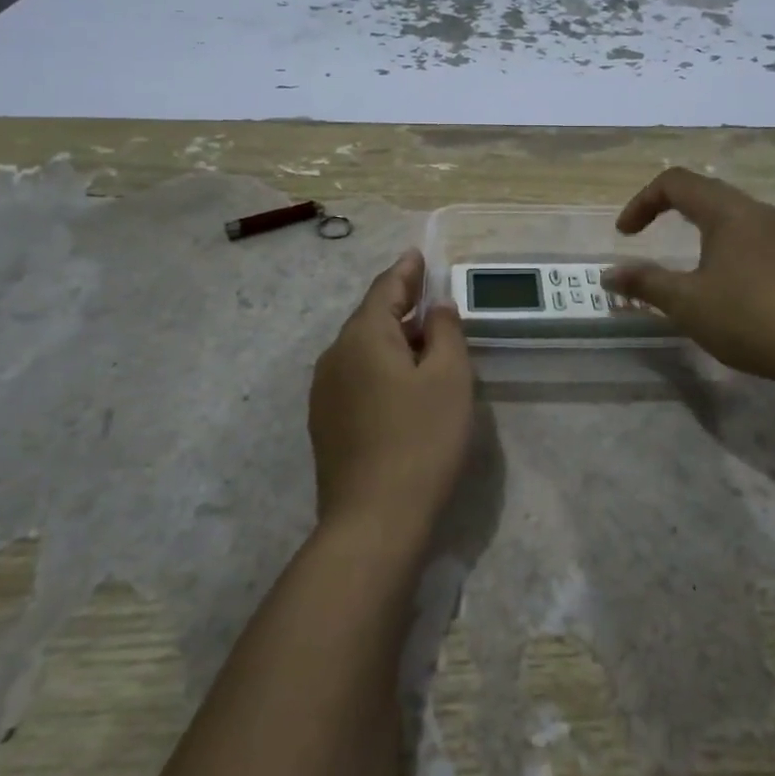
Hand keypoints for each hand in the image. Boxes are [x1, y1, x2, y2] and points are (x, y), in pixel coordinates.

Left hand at [309, 250, 474, 540]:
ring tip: (421, 339)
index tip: (418, 255)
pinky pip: (356, 376)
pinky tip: (400, 382)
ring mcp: (324, 392)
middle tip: (429, 296)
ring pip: (362, 349)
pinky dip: (380, 366)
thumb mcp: (450, 378)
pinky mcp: (325, 423)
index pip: (385, 289)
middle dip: (400, 304)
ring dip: (391, 338)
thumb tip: (436, 308)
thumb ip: (446, 332)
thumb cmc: (421, 439)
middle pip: (370, 317)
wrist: (373, 521)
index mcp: (363, 336)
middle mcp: (335, 356)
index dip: (406, 271)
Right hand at [604, 168, 774, 384]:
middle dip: (668, 209)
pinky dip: (724, 245)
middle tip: (648, 237)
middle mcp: (757, 211)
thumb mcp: (687, 302)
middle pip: (705, 191)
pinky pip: (751, 235)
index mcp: (727, 211)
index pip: (675, 182)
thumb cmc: (749, 318)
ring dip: (699, 227)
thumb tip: (610, 276)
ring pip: (731, 214)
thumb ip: (645, 283)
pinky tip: (725, 283)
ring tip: (685, 262)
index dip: (642, 202)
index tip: (625, 236)